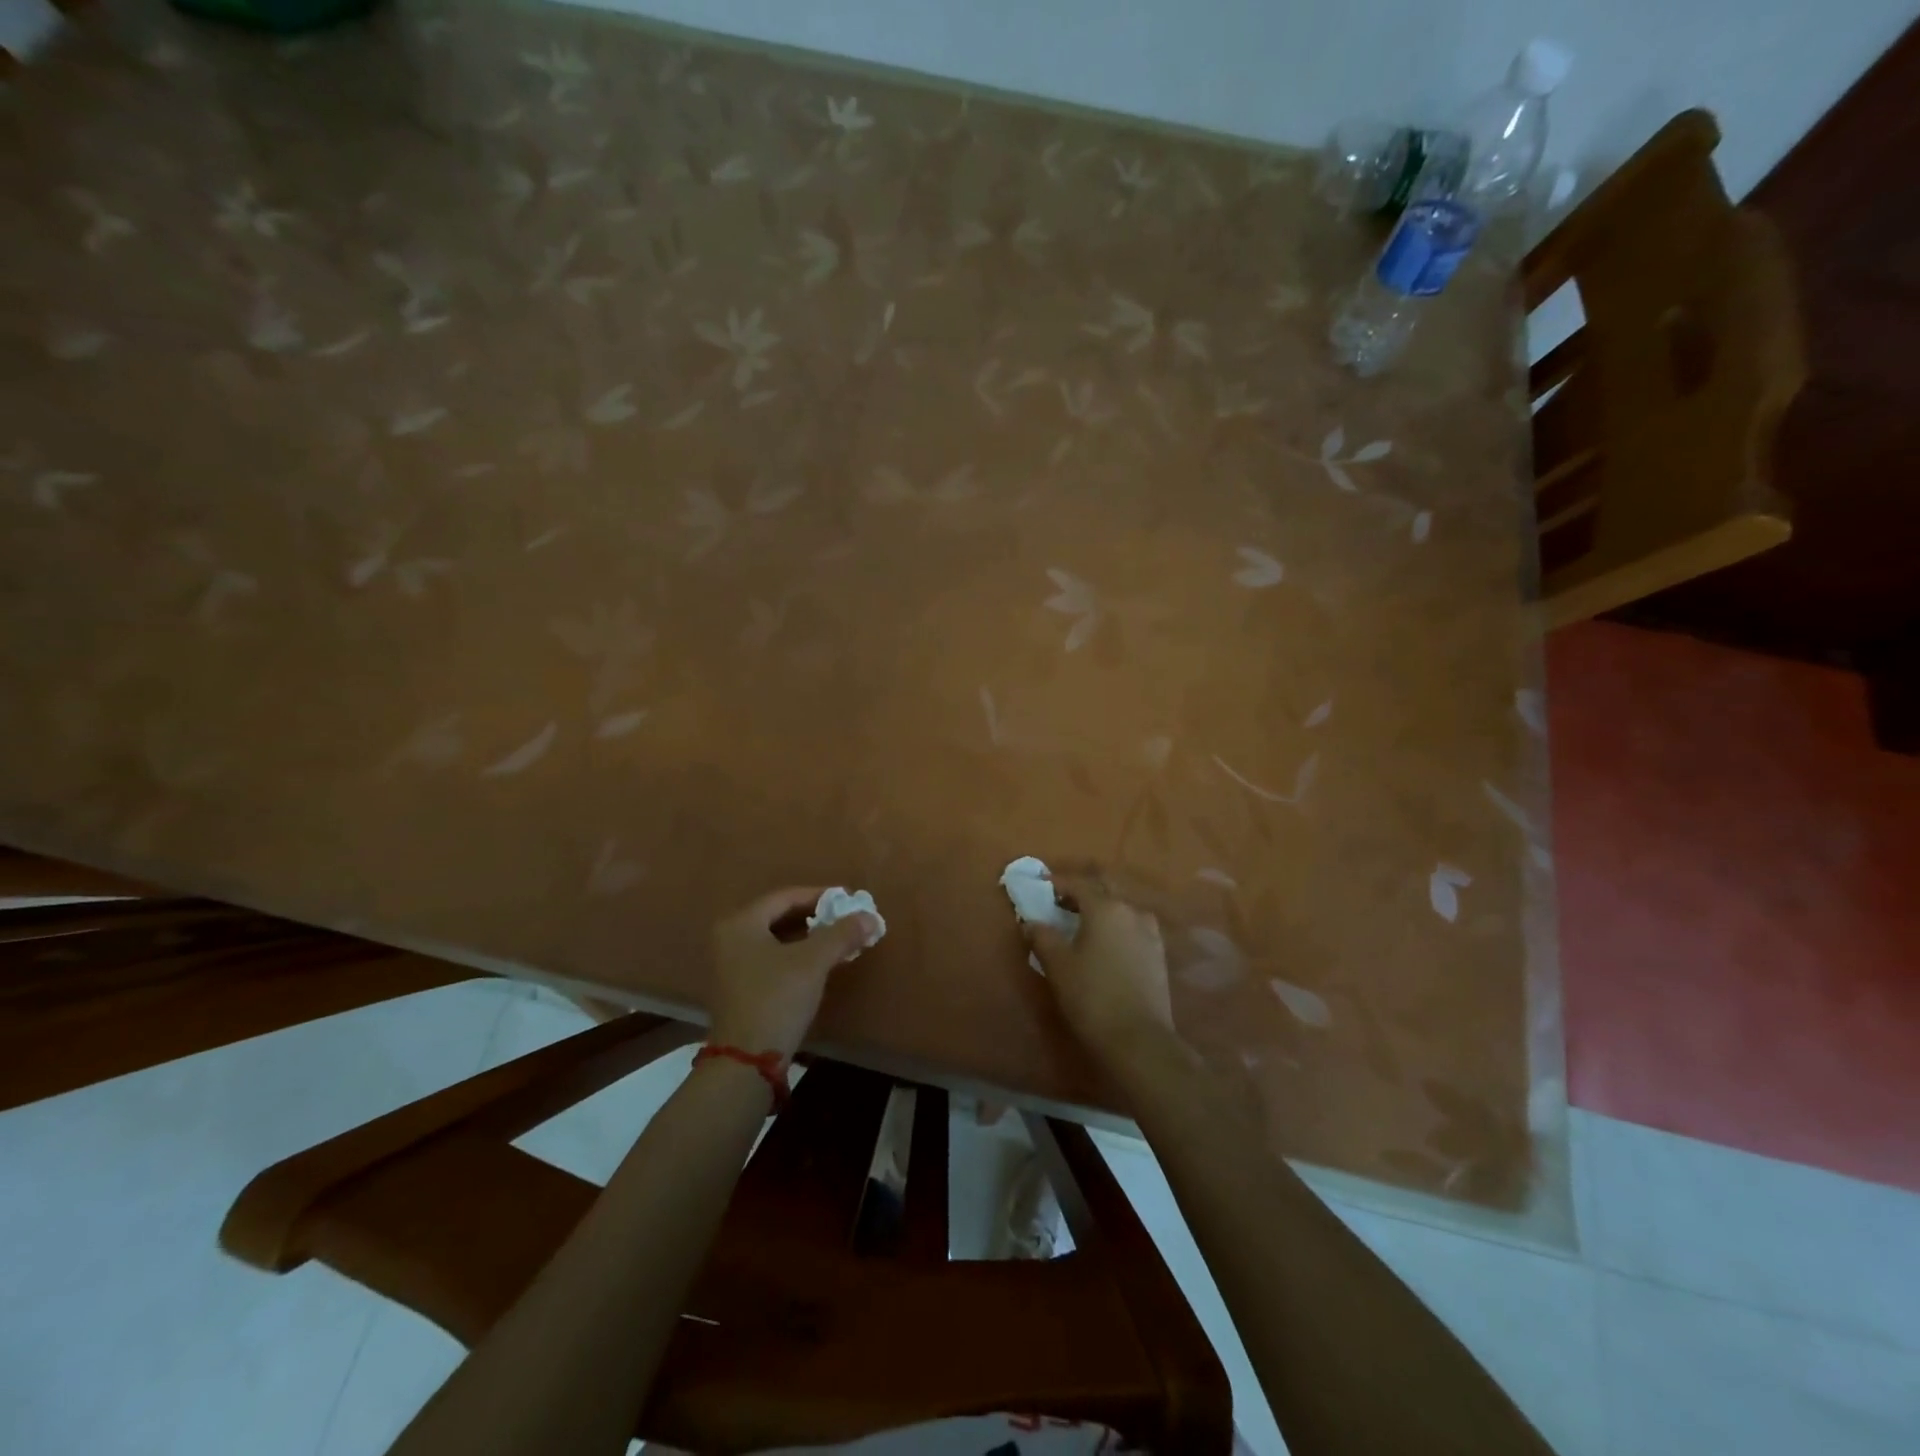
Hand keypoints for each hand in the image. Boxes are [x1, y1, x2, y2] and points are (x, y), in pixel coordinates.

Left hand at [708, 887, 880, 1059]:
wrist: (747, 1061)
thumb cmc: (777, 998)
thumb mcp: (813, 961)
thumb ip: (842, 934)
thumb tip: (870, 916)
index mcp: (740, 923)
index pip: (786, 896)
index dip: (820, 895)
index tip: (849, 899)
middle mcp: (729, 937)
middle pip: (779, 916)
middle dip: (816, 917)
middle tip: (846, 918)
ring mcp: (730, 965)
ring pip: (776, 939)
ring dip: (808, 937)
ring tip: (839, 939)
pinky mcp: (737, 988)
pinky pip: (771, 958)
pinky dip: (796, 955)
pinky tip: (820, 963)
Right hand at [1024, 873, 1175, 1056]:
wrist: (1139, 1039)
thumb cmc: (1092, 996)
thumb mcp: (1058, 965)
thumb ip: (1042, 936)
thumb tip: (1030, 921)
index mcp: (1105, 907)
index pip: (1078, 883)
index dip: (1057, 883)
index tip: (1040, 887)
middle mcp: (1131, 911)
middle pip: (1104, 889)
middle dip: (1081, 892)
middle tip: (1060, 904)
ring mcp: (1150, 932)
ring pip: (1121, 908)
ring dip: (1101, 909)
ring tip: (1081, 926)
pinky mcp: (1158, 953)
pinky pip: (1132, 927)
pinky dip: (1115, 927)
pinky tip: (1105, 945)